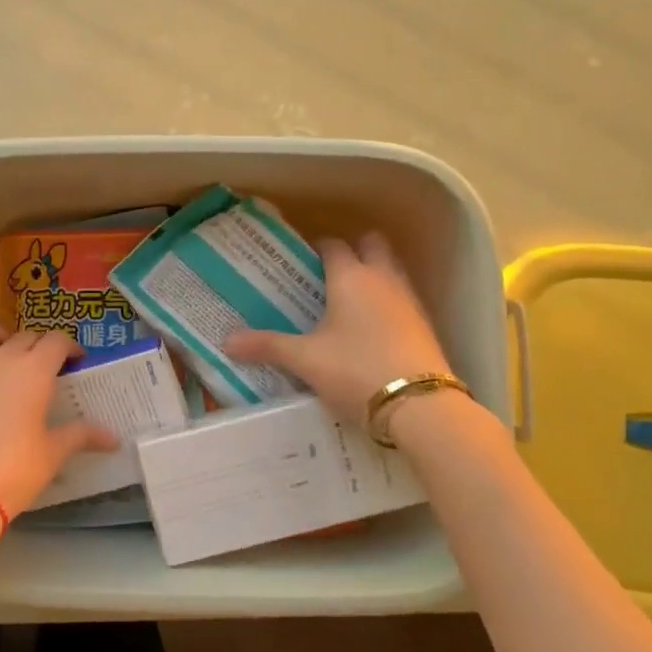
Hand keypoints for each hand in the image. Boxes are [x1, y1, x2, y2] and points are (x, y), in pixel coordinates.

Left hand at [0, 317, 118, 521]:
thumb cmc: (15, 471)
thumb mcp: (53, 454)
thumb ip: (82, 436)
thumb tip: (113, 438)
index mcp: (35, 371)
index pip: (57, 340)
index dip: (69, 347)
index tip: (75, 361)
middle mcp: (2, 358)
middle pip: (25, 335)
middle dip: (39, 345)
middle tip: (44, 368)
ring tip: (4, 355)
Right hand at [223, 233, 450, 425]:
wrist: (419, 406)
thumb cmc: (355, 370)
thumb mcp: (304, 360)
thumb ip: (267, 346)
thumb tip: (226, 341)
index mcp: (350, 277)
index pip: (333, 245)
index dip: (316, 247)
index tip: (299, 259)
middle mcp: (382, 280)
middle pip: (372, 245)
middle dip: (353, 249)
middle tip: (326, 273)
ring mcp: (408, 301)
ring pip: (390, 270)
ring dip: (372, 275)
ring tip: (346, 300)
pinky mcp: (425, 326)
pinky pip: (402, 298)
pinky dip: (386, 302)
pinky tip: (370, 328)